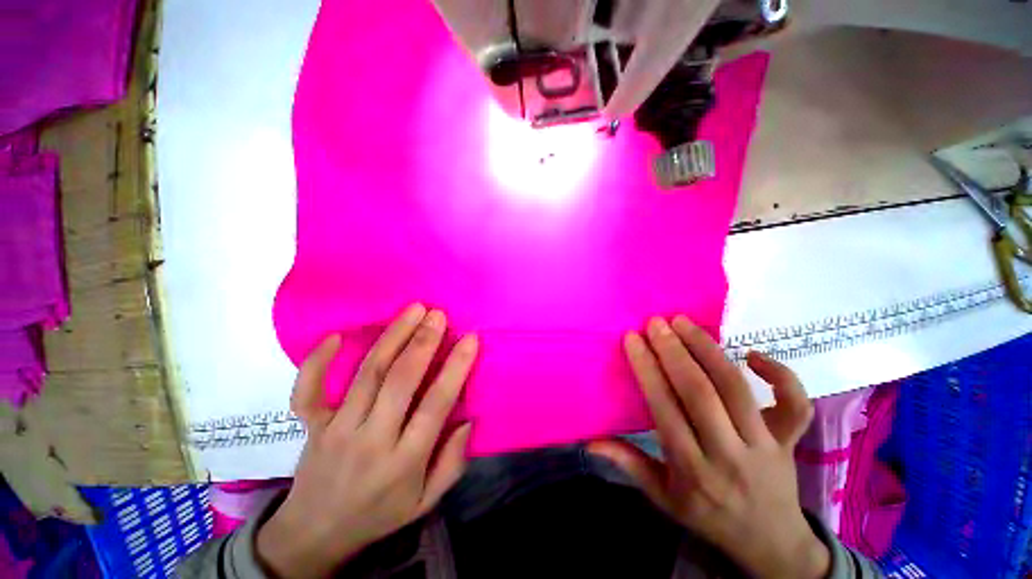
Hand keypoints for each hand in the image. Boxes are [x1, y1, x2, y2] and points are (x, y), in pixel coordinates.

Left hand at [256, 304, 477, 577]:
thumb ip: (452, 462)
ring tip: (413, 310)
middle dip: (423, 342)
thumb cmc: (380, 513)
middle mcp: (372, 439)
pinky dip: (317, 363)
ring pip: (368, 374)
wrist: (315, 534)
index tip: (470, 339)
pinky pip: (308, 391)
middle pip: (399, 381)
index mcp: (405, 461)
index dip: (455, 368)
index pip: (436, 405)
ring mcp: (337, 430)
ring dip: (392, 337)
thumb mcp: (426, 501)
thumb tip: (467, 419)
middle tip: (438, 314)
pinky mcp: (312, 426)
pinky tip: (334, 335)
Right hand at [590, 316, 828, 578]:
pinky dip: (780, 375)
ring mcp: (765, 445)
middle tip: (655, 323)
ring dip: (707, 349)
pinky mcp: (790, 440)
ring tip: (684, 322)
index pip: (665, 408)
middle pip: (700, 392)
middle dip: (674, 351)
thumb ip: (628, 464)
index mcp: (692, 470)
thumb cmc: (708, 516)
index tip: (633, 339)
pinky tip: (753, 354)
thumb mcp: (663, 497)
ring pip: (736, 388)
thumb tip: (590, 441)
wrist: (771, 544)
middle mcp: (728, 454)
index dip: (647, 369)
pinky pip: (795, 403)